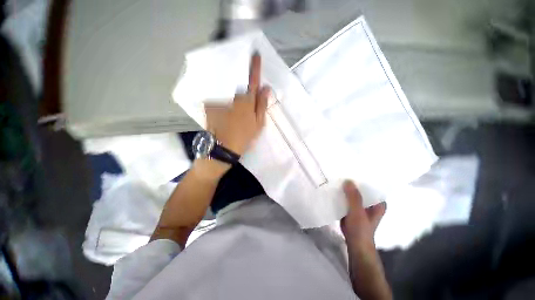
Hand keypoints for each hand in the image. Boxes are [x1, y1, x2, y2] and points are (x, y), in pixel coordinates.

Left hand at [205, 54, 270, 155]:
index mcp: (247, 100)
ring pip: (227, 85)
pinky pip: (217, 92)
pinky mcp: (210, 104)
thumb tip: (266, 88)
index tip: (255, 55)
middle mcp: (232, 96)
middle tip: (243, 67)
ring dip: (231, 80)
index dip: (255, 67)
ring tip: (233, 80)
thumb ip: (262, 104)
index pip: (253, 80)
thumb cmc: (244, 135)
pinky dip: (221, 90)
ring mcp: (220, 99)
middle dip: (241, 72)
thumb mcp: (259, 123)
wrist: (224, 146)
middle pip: (237, 79)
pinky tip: (222, 92)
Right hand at [341, 180, 391, 299]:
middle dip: (353, 181)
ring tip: (338, 176)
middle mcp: (371, 202)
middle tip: (343, 170)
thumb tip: (348, 180)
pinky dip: (342, 193)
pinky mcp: (352, 208)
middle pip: (362, 188)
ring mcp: (361, 205)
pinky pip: (348, 197)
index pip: (373, 185)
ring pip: (354, 192)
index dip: (365, 176)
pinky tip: (335, 188)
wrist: (354, 243)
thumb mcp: (357, 212)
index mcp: (378, 202)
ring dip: (347, 187)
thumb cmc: (360, 229)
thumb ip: (354, 197)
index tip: (355, 167)